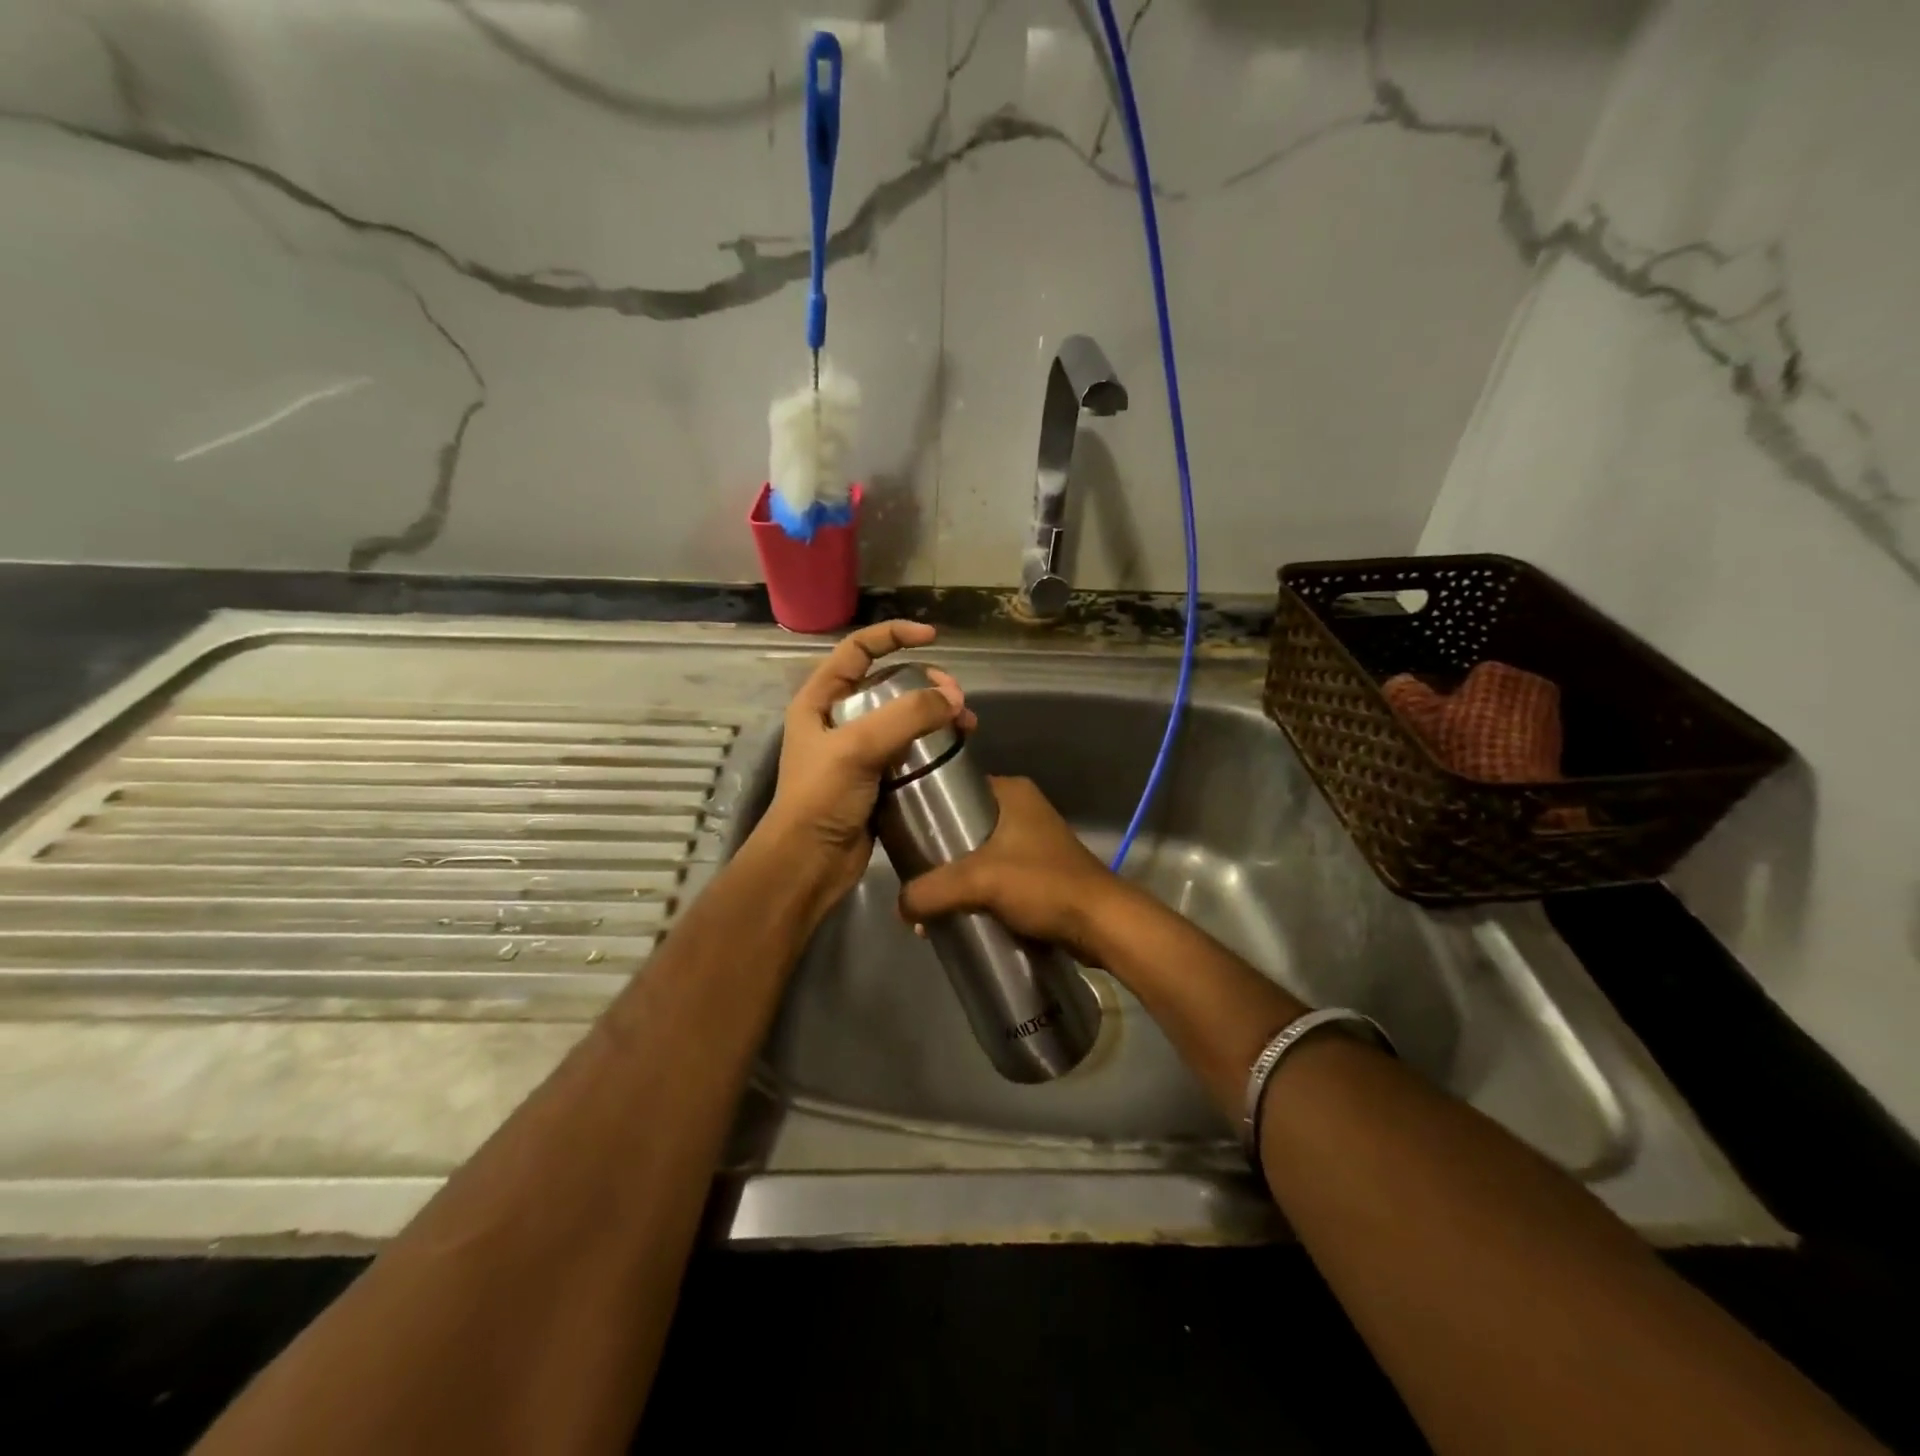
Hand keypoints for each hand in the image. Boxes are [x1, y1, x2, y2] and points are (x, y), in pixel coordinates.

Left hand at [758, 621, 975, 910]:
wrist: (809, 863)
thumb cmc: (822, 798)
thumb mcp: (858, 747)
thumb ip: (906, 716)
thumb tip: (953, 699)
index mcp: (820, 700)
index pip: (857, 650)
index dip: (893, 635)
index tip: (931, 637)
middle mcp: (838, 719)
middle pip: (888, 683)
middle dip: (926, 683)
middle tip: (956, 697)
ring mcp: (858, 750)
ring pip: (904, 718)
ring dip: (936, 715)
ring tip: (967, 725)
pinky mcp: (876, 778)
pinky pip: (910, 749)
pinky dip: (933, 744)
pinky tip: (956, 750)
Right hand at [896, 776, 1128, 966]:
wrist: (1100, 924)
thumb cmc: (1043, 885)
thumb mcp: (979, 881)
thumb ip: (932, 889)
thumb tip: (899, 906)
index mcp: (1011, 792)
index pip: (955, 787)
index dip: (926, 807)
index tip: (900, 832)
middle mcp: (1022, 809)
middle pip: (963, 823)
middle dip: (936, 851)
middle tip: (909, 872)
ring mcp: (1032, 841)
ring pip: (977, 853)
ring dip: (955, 876)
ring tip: (927, 901)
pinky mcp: (1038, 871)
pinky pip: (994, 875)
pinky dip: (975, 891)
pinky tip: (954, 912)